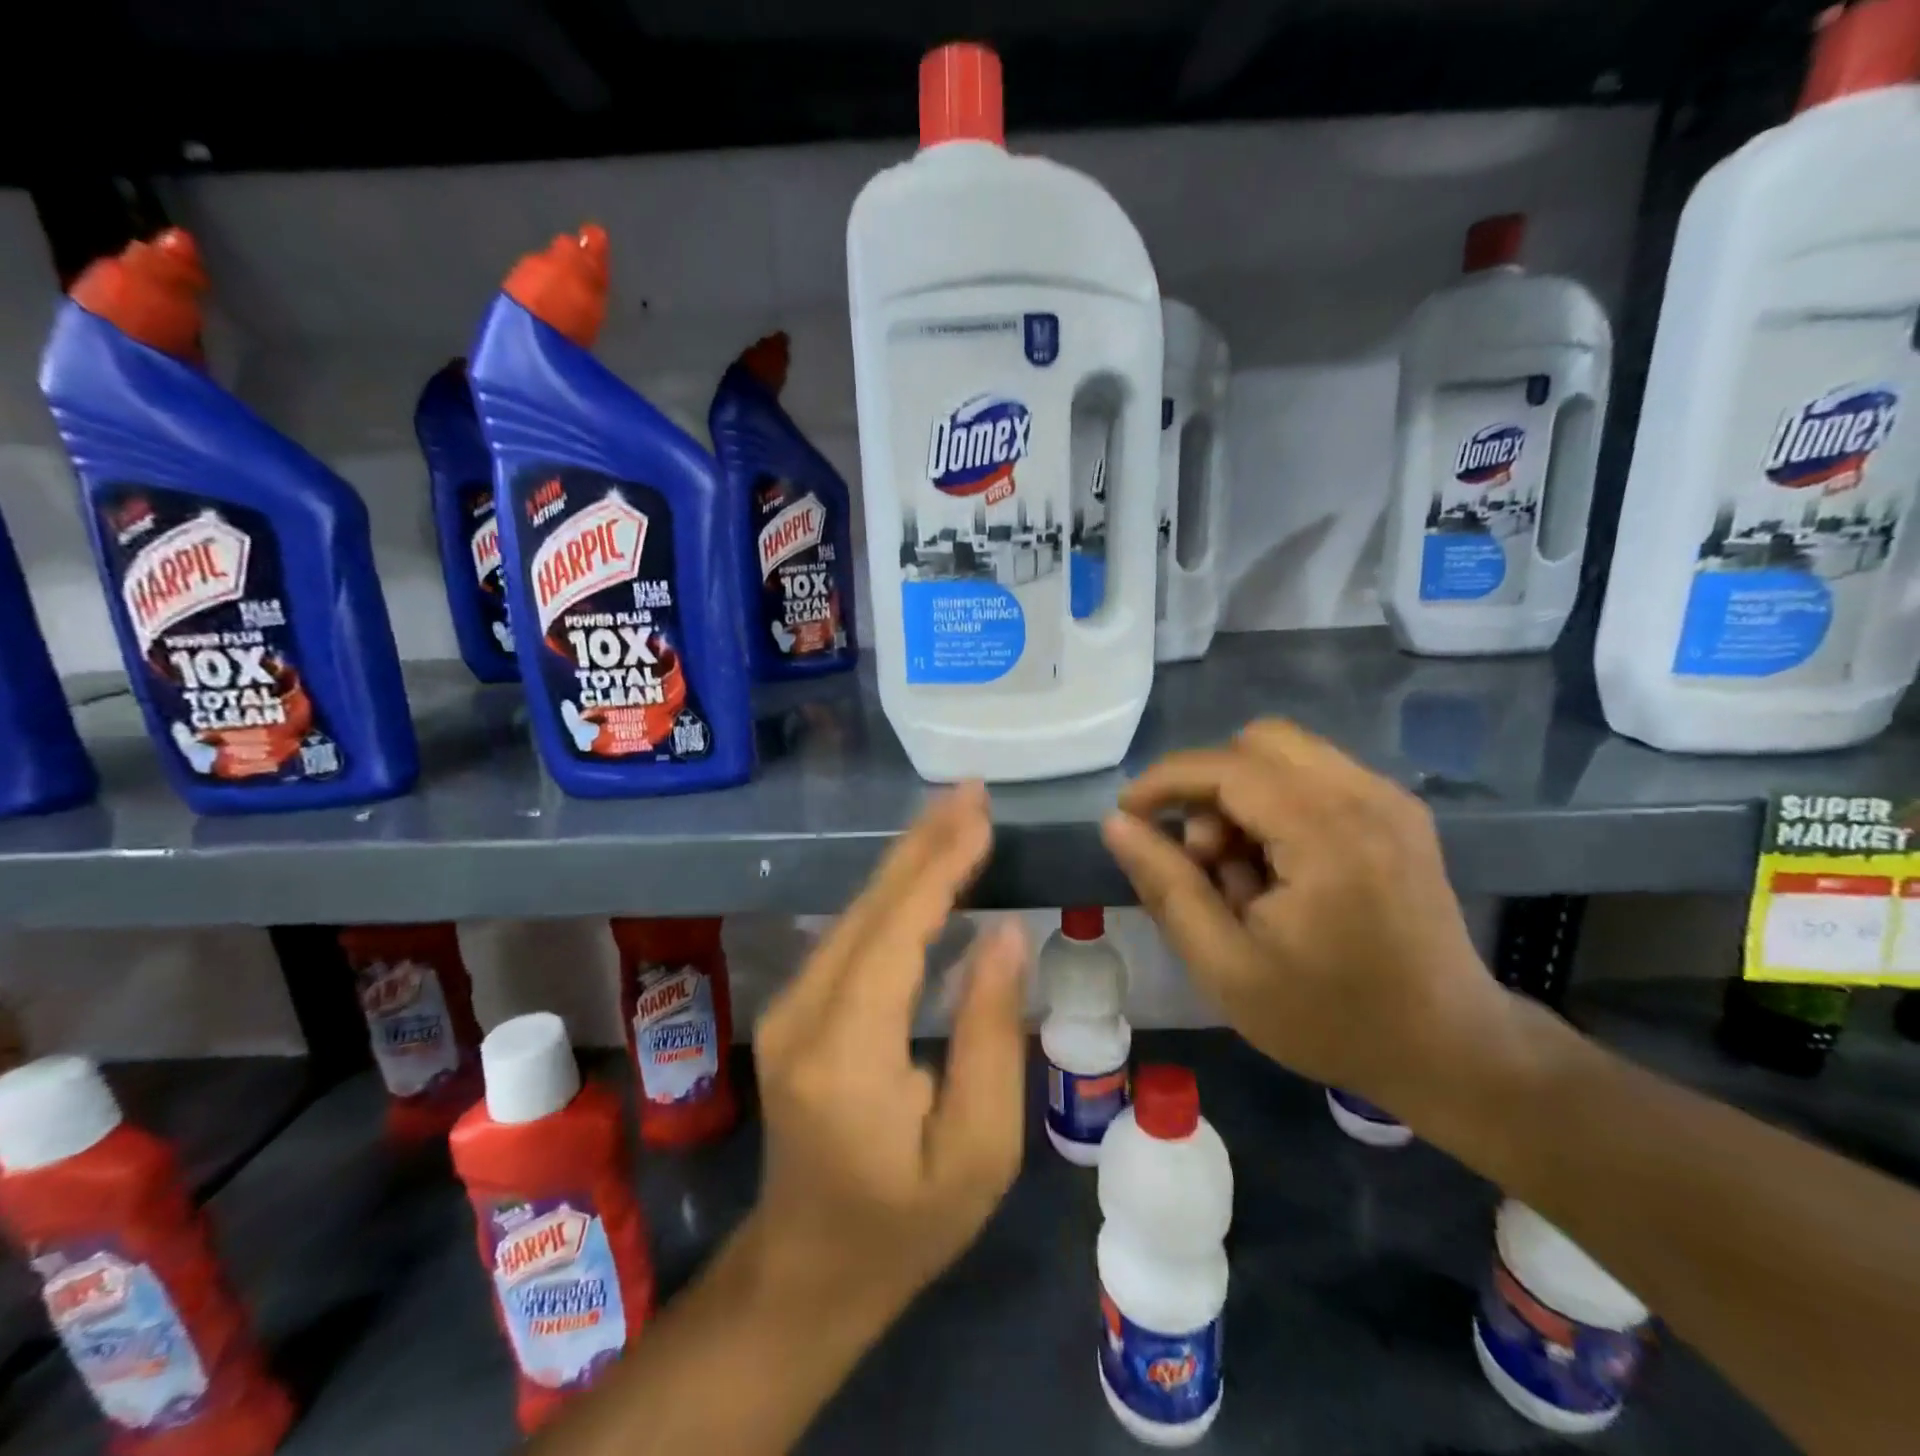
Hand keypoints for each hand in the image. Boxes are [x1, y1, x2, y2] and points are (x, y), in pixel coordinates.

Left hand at [743, 783, 1029, 1327]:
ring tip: (956, 815)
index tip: (980, 815)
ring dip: (908, 859)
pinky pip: (849, 934)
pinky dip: (892, 893)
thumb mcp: (979, 1151)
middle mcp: (802, 1013)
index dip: (940, 867)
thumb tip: (1004, 935)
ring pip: (854, 912)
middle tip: (971, 792)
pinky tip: (923, 868)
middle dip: (924, 843)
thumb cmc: (905, 1226)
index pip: (896, 932)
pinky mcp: (794, 1009)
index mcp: (845, 1052)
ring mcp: (789, 1008)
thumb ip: (991, 1035)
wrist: (806, 1272)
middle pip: (869, 907)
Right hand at [1100, 720, 1506, 1115]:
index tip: (1127, 815)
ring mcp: (1389, 799)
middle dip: (1209, 787)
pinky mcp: (1398, 811)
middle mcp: (1365, 797)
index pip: (1227, 767)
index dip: (1164, 781)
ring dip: (1241, 795)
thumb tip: (1117, 824)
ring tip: (1240, 870)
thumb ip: (1167, 887)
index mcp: (1327, 836)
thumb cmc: (1330, 1018)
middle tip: (1201, 856)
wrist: (1451, 1050)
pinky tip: (1277, 865)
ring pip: (1286, 754)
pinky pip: (1315, 775)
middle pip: (1258, 743)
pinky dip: (1276, 803)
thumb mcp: (1226, 967)